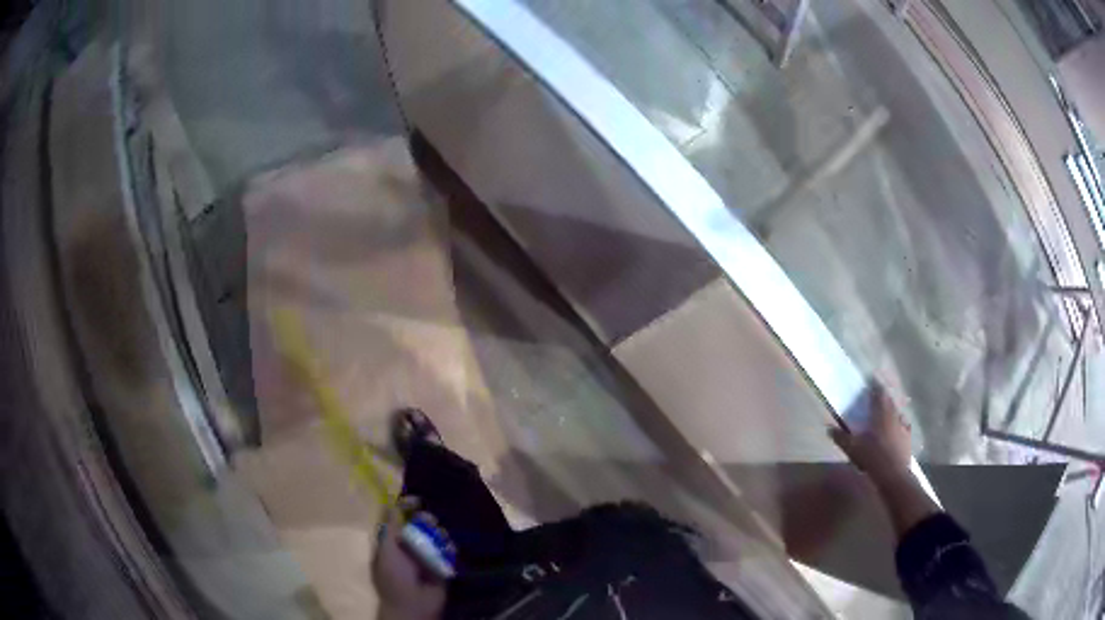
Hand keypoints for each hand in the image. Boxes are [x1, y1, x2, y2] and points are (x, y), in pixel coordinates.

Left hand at [373, 502, 446, 619]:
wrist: (413, 605)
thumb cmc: (394, 578)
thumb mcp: (386, 550)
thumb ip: (390, 527)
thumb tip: (392, 503)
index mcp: (391, 541)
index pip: (398, 518)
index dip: (406, 506)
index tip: (416, 500)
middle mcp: (409, 546)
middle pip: (420, 524)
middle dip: (426, 521)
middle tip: (431, 523)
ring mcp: (426, 556)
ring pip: (436, 536)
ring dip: (439, 536)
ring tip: (441, 541)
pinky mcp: (442, 565)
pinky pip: (448, 551)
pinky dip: (449, 549)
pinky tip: (449, 552)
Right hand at [830, 385, 912, 483]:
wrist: (893, 475)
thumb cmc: (872, 458)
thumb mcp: (853, 449)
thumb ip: (841, 438)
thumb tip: (829, 428)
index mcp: (881, 413)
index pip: (879, 392)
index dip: (876, 383)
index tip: (873, 377)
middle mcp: (894, 415)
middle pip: (890, 399)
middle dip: (884, 395)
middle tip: (879, 393)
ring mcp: (903, 426)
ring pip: (898, 411)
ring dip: (893, 408)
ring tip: (888, 410)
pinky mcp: (908, 437)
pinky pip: (904, 424)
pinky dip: (900, 422)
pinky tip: (899, 426)